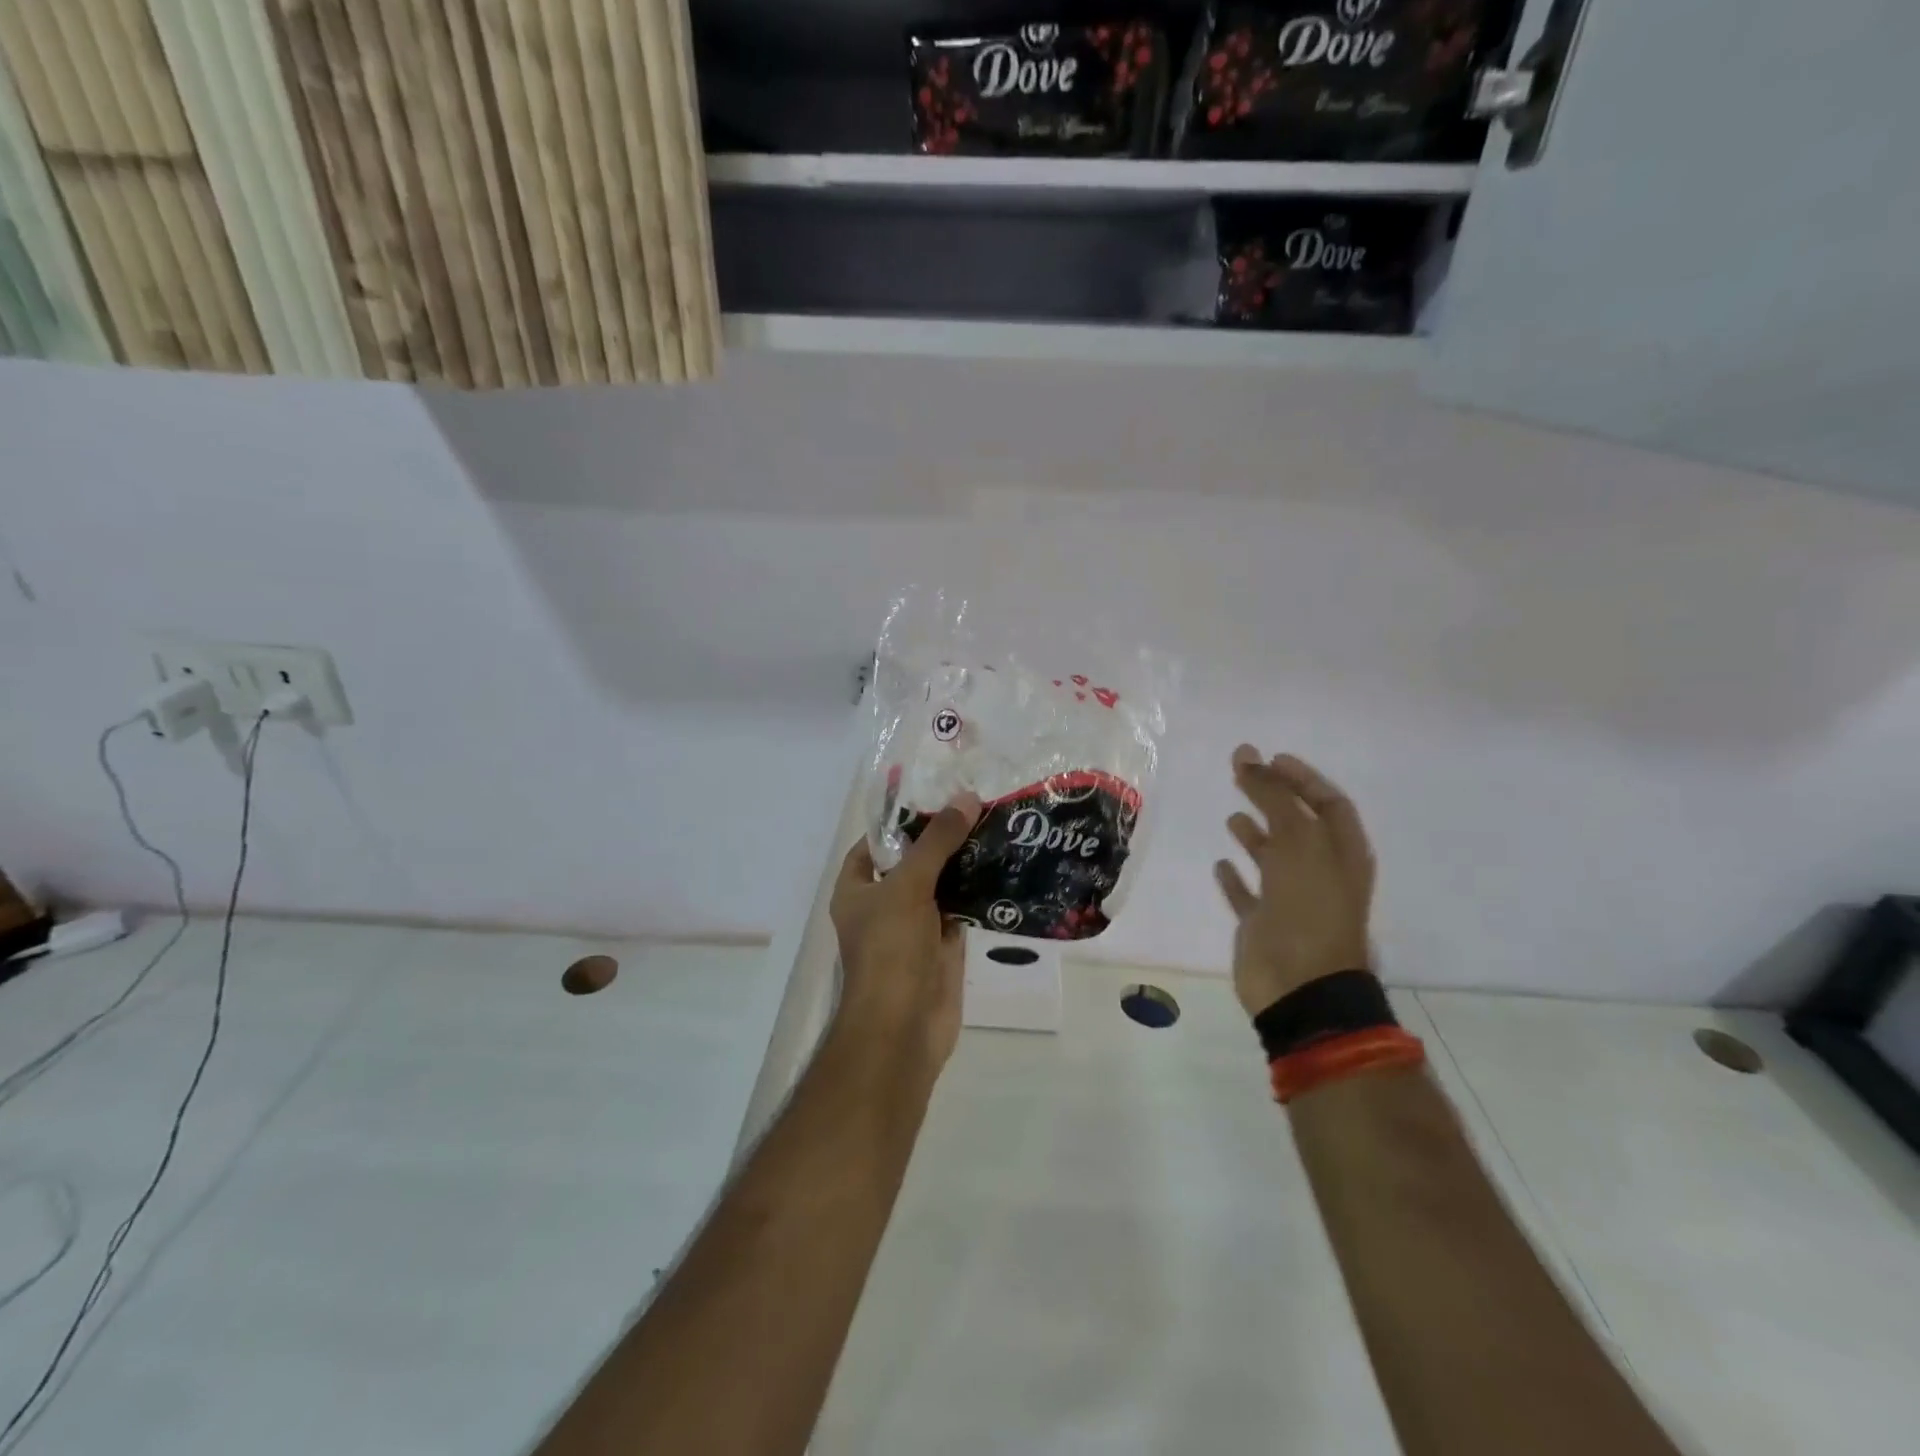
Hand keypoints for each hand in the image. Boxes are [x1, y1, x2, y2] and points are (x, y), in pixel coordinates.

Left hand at [830, 793, 981, 1070]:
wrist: (903, 1028)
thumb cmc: (889, 950)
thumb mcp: (908, 886)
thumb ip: (936, 842)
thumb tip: (966, 799)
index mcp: (857, 889)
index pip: (874, 844)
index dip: (900, 820)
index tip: (935, 794)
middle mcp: (883, 905)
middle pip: (913, 861)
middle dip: (941, 837)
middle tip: (977, 803)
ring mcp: (914, 927)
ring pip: (941, 885)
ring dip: (964, 863)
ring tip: (996, 825)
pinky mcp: (943, 947)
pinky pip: (961, 910)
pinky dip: (979, 892)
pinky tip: (1004, 866)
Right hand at [1214, 747, 1374, 1016]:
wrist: (1300, 985)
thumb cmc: (1309, 906)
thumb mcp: (1298, 841)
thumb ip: (1273, 796)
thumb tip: (1249, 756)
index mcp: (1341, 852)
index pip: (1327, 802)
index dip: (1302, 777)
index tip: (1270, 757)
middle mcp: (1319, 871)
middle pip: (1297, 824)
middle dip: (1272, 797)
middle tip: (1240, 773)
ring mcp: (1291, 899)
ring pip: (1273, 859)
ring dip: (1255, 835)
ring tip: (1232, 816)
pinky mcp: (1263, 924)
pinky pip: (1249, 893)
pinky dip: (1235, 877)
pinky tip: (1219, 863)